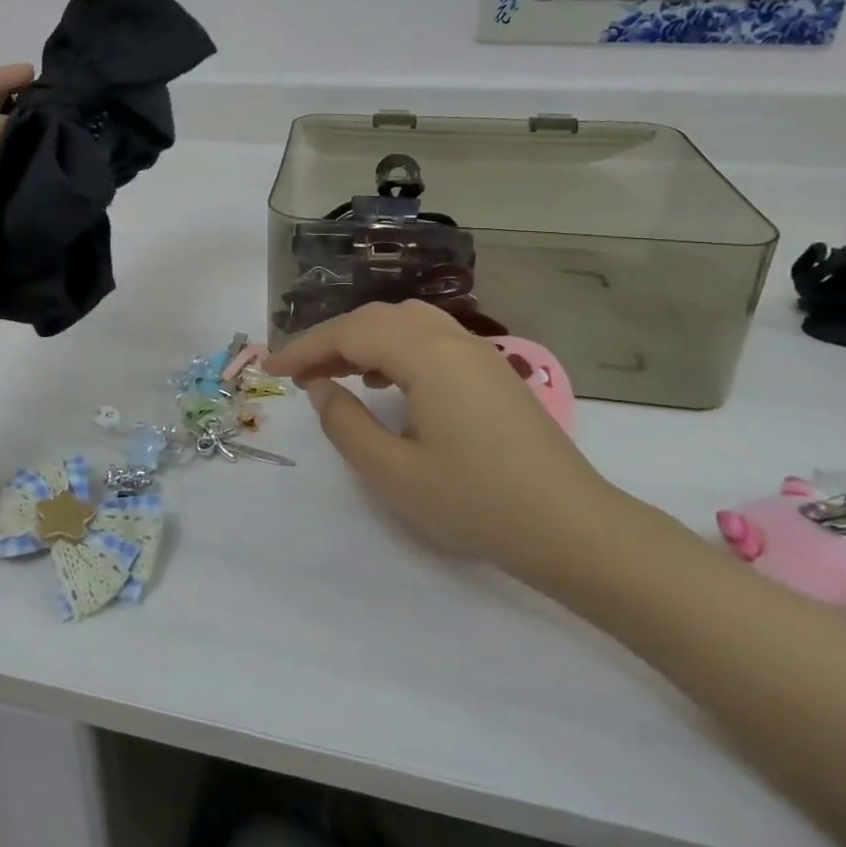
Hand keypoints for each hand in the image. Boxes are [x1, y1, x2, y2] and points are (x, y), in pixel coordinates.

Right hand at [263, 301, 618, 576]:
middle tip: (300, 374)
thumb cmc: (476, 502)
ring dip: (364, 339)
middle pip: (377, 318)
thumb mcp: (393, 472)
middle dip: (331, 340)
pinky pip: (430, 339)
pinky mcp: (492, 372)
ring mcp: (478, 352)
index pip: (349, 333)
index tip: (272, 370)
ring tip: (337, 373)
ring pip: (405, 323)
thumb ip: (345, 424)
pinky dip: (396, 348)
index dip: (305, 349)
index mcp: (426, 355)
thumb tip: (321, 388)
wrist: (573, 528)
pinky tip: (387, 382)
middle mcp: (452, 339)